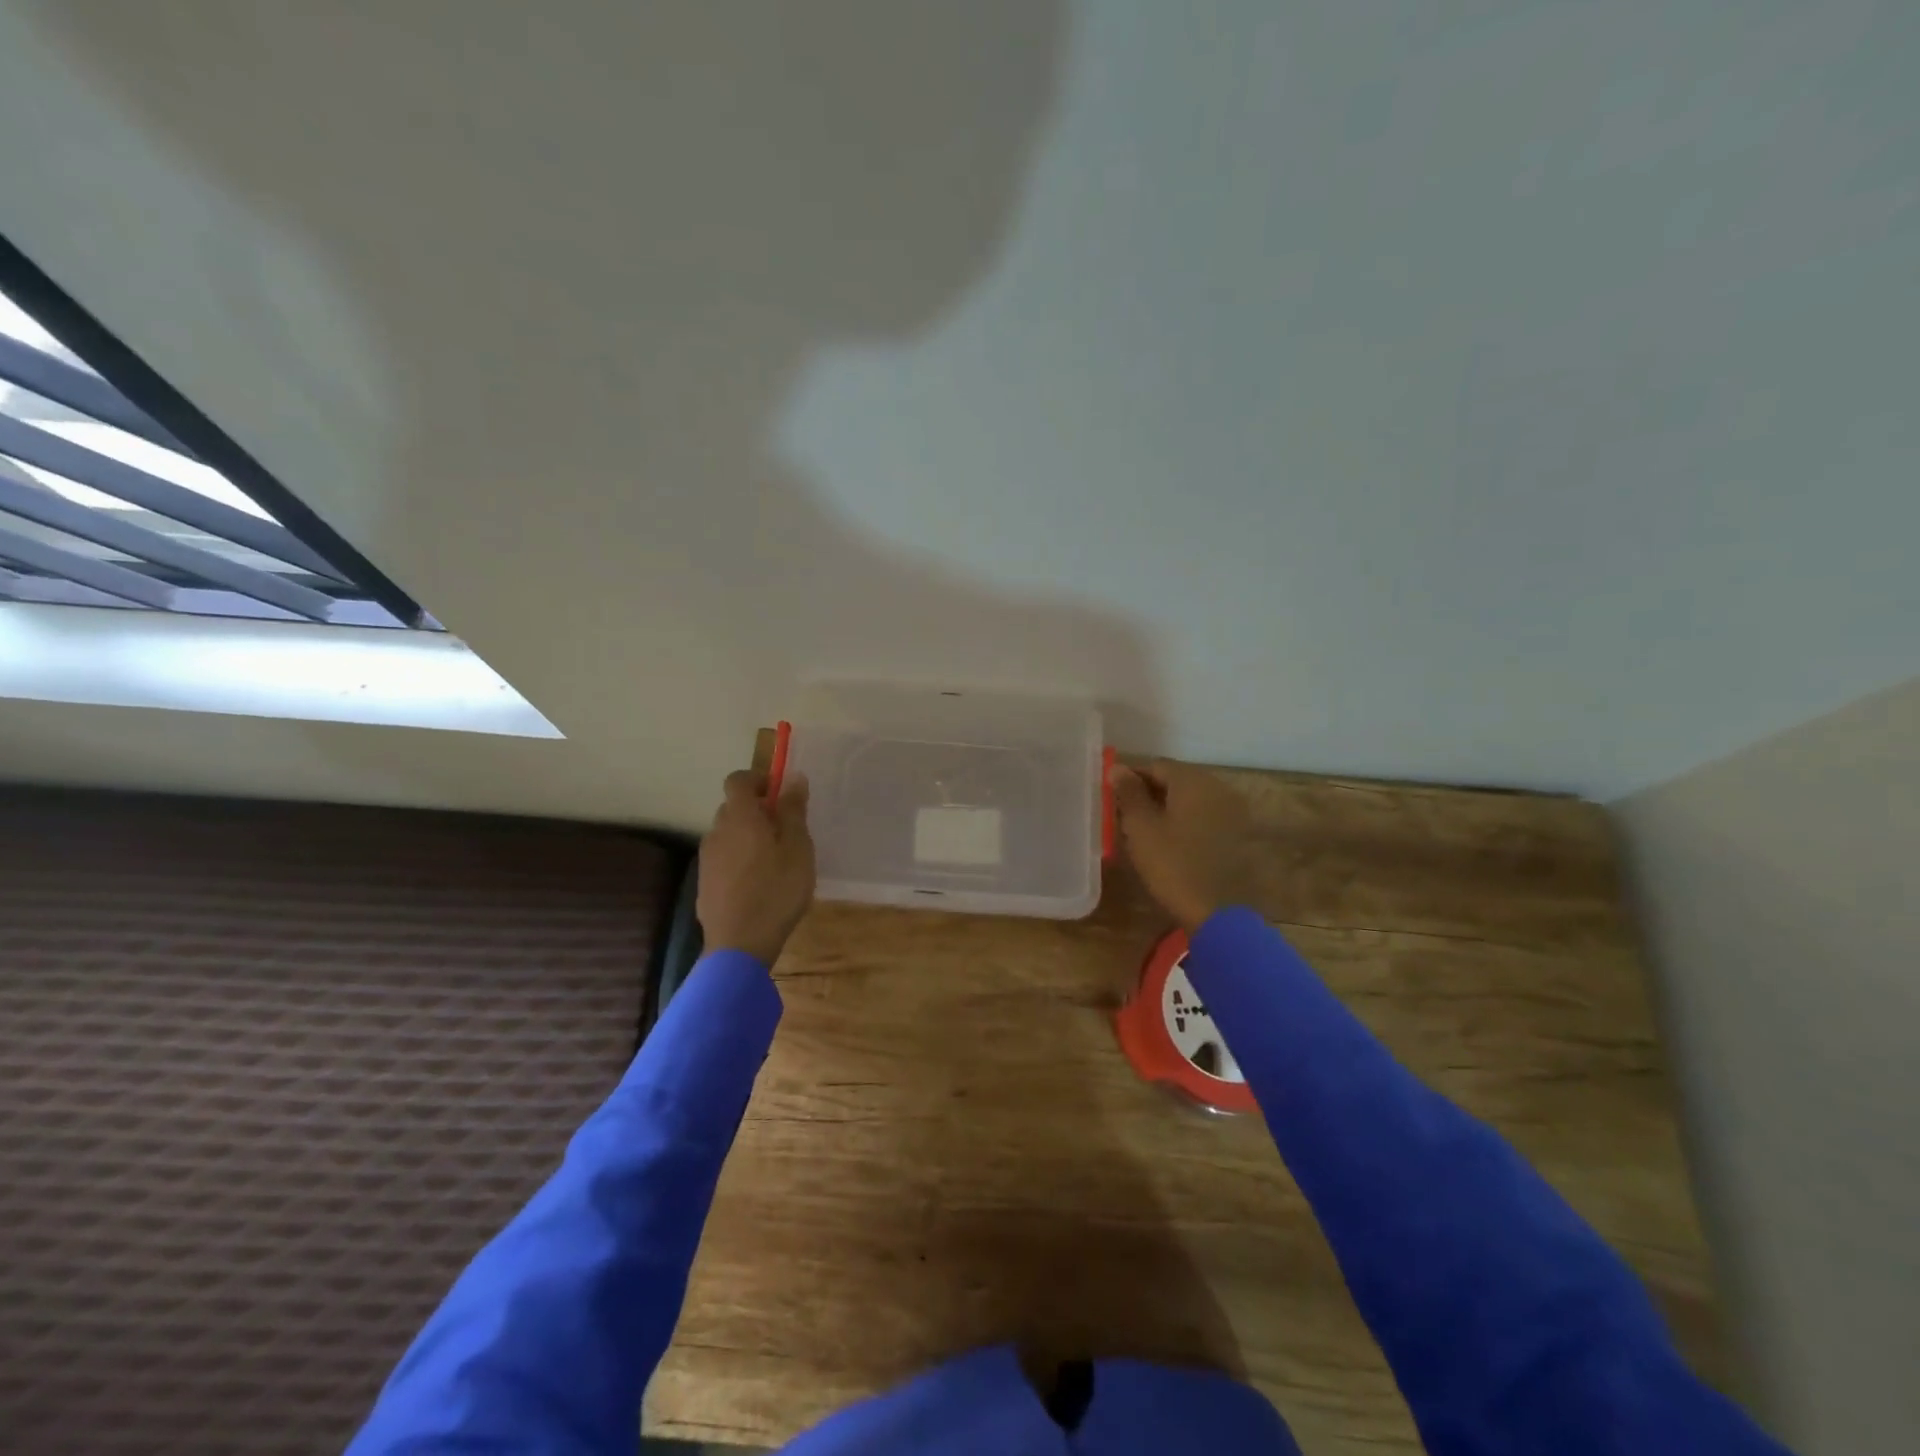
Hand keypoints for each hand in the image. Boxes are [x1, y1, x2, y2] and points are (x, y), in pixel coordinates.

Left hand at [697, 769, 816, 965]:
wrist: (739, 945)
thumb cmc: (777, 890)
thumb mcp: (798, 848)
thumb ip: (793, 810)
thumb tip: (792, 777)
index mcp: (740, 817)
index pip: (738, 780)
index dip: (758, 779)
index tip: (779, 793)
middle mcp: (717, 832)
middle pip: (733, 808)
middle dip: (756, 811)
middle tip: (785, 830)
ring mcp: (707, 859)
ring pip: (728, 835)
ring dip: (748, 837)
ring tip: (775, 861)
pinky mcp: (704, 884)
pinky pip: (724, 860)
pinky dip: (739, 861)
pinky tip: (758, 885)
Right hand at [1111, 759, 1254, 931]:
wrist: (1219, 913)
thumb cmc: (1173, 865)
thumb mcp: (1141, 828)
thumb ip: (1129, 794)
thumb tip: (1119, 768)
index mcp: (1193, 781)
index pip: (1156, 766)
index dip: (1131, 778)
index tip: (1113, 797)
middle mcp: (1218, 788)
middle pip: (1177, 779)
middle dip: (1151, 792)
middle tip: (1126, 814)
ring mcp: (1234, 811)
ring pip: (1193, 798)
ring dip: (1169, 807)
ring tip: (1147, 830)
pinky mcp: (1240, 834)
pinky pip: (1207, 816)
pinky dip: (1188, 821)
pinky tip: (1173, 841)